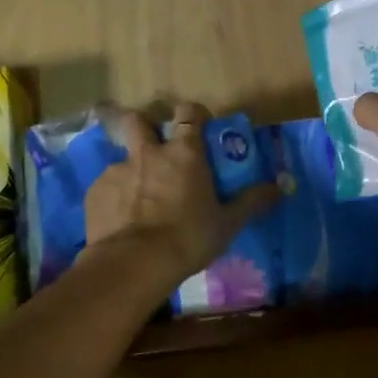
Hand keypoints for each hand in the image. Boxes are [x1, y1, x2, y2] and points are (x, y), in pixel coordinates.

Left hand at [85, 102, 280, 282]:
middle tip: (155, 148)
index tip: (197, 125)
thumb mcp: (227, 223)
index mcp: (183, 153)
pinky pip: (107, 186)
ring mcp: (117, 170)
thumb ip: (252, 201)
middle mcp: (148, 153)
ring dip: (131, 170)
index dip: (192, 115)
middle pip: (138, 120)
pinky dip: (115, 197)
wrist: (133, 264)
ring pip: (122, 158)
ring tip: (138, 198)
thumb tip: (281, 186)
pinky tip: (121, 220)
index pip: (188, 114)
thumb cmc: (188, 238)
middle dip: (145, 127)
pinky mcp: (96, 191)